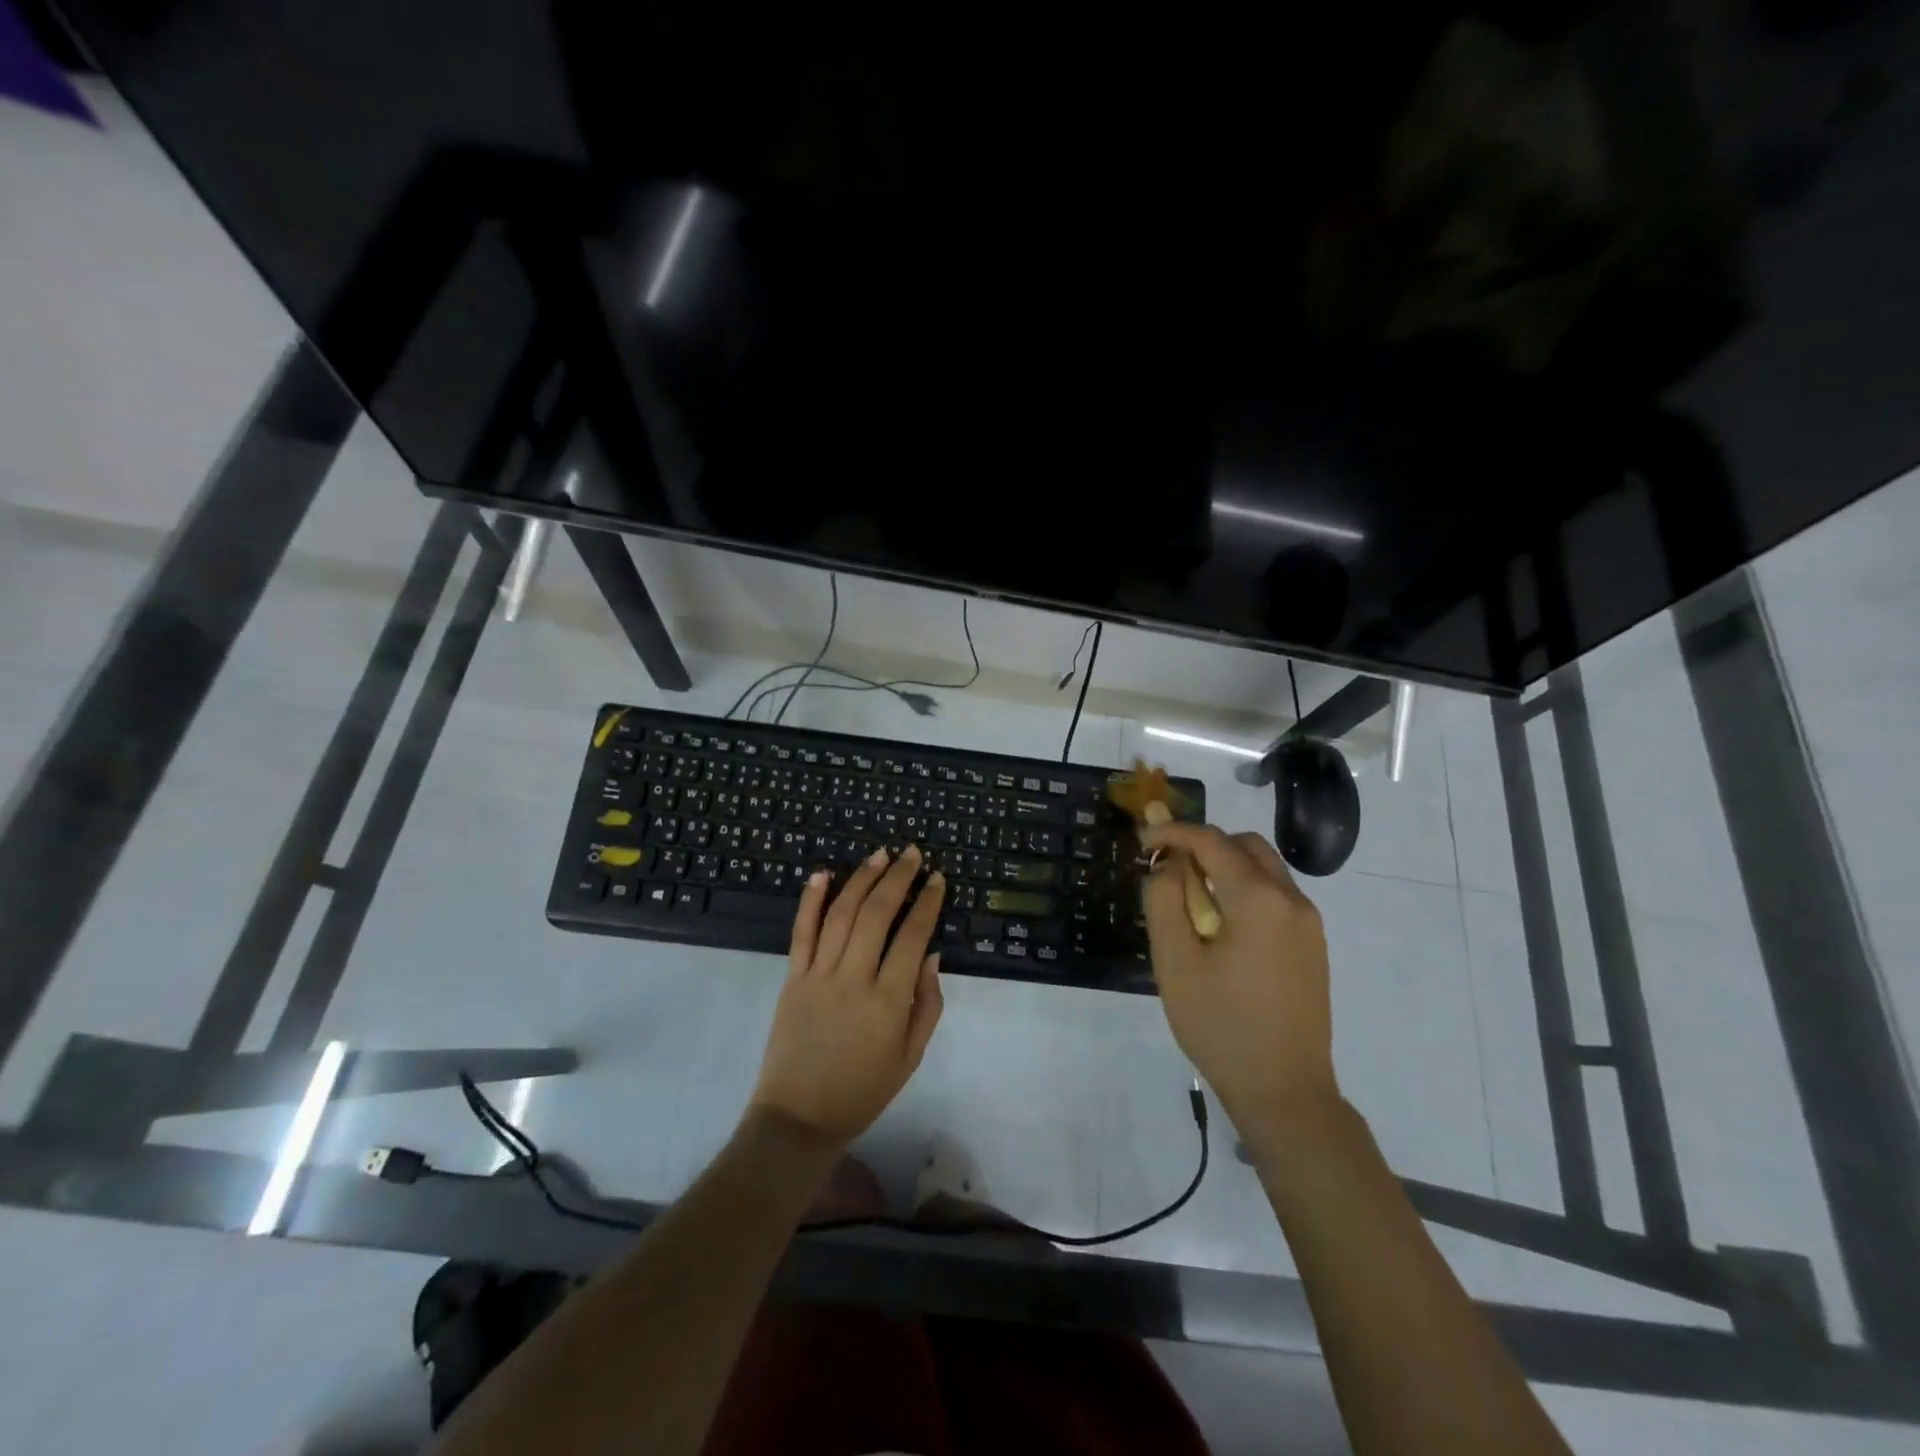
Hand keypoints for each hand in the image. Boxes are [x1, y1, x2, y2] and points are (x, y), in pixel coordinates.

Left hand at [749, 845, 945, 1147]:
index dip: (927, 903)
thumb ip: (927, 1004)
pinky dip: (810, 900)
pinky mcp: (792, 978)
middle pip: (877, 914)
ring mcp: (818, 975)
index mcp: (888, 1001)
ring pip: (841, 914)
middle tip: (912, 853)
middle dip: (897, 877)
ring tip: (879, 854)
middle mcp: (853, 979)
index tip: (937, 879)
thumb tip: (932, 955)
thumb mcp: (911, 1056)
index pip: (913, 936)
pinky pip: (801, 932)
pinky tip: (822, 874)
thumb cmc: (864, 1090)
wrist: (799, 1117)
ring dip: (861, 879)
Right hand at [1140, 824, 1339, 1144]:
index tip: (1142, 841)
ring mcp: (1309, 923)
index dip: (1173, 832)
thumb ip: (1163, 900)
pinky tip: (1221, 926)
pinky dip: (1244, 890)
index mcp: (1258, 898)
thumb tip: (1167, 865)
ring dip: (1225, 867)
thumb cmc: (1220, 1024)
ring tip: (1190, 900)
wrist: (1284, 1091)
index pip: (1211, 841)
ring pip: (1264, 868)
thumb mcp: (1174, 961)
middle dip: (1203, 845)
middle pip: (1245, 845)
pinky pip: (1276, 896)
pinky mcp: (1313, 945)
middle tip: (1168, 868)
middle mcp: (1292, 900)